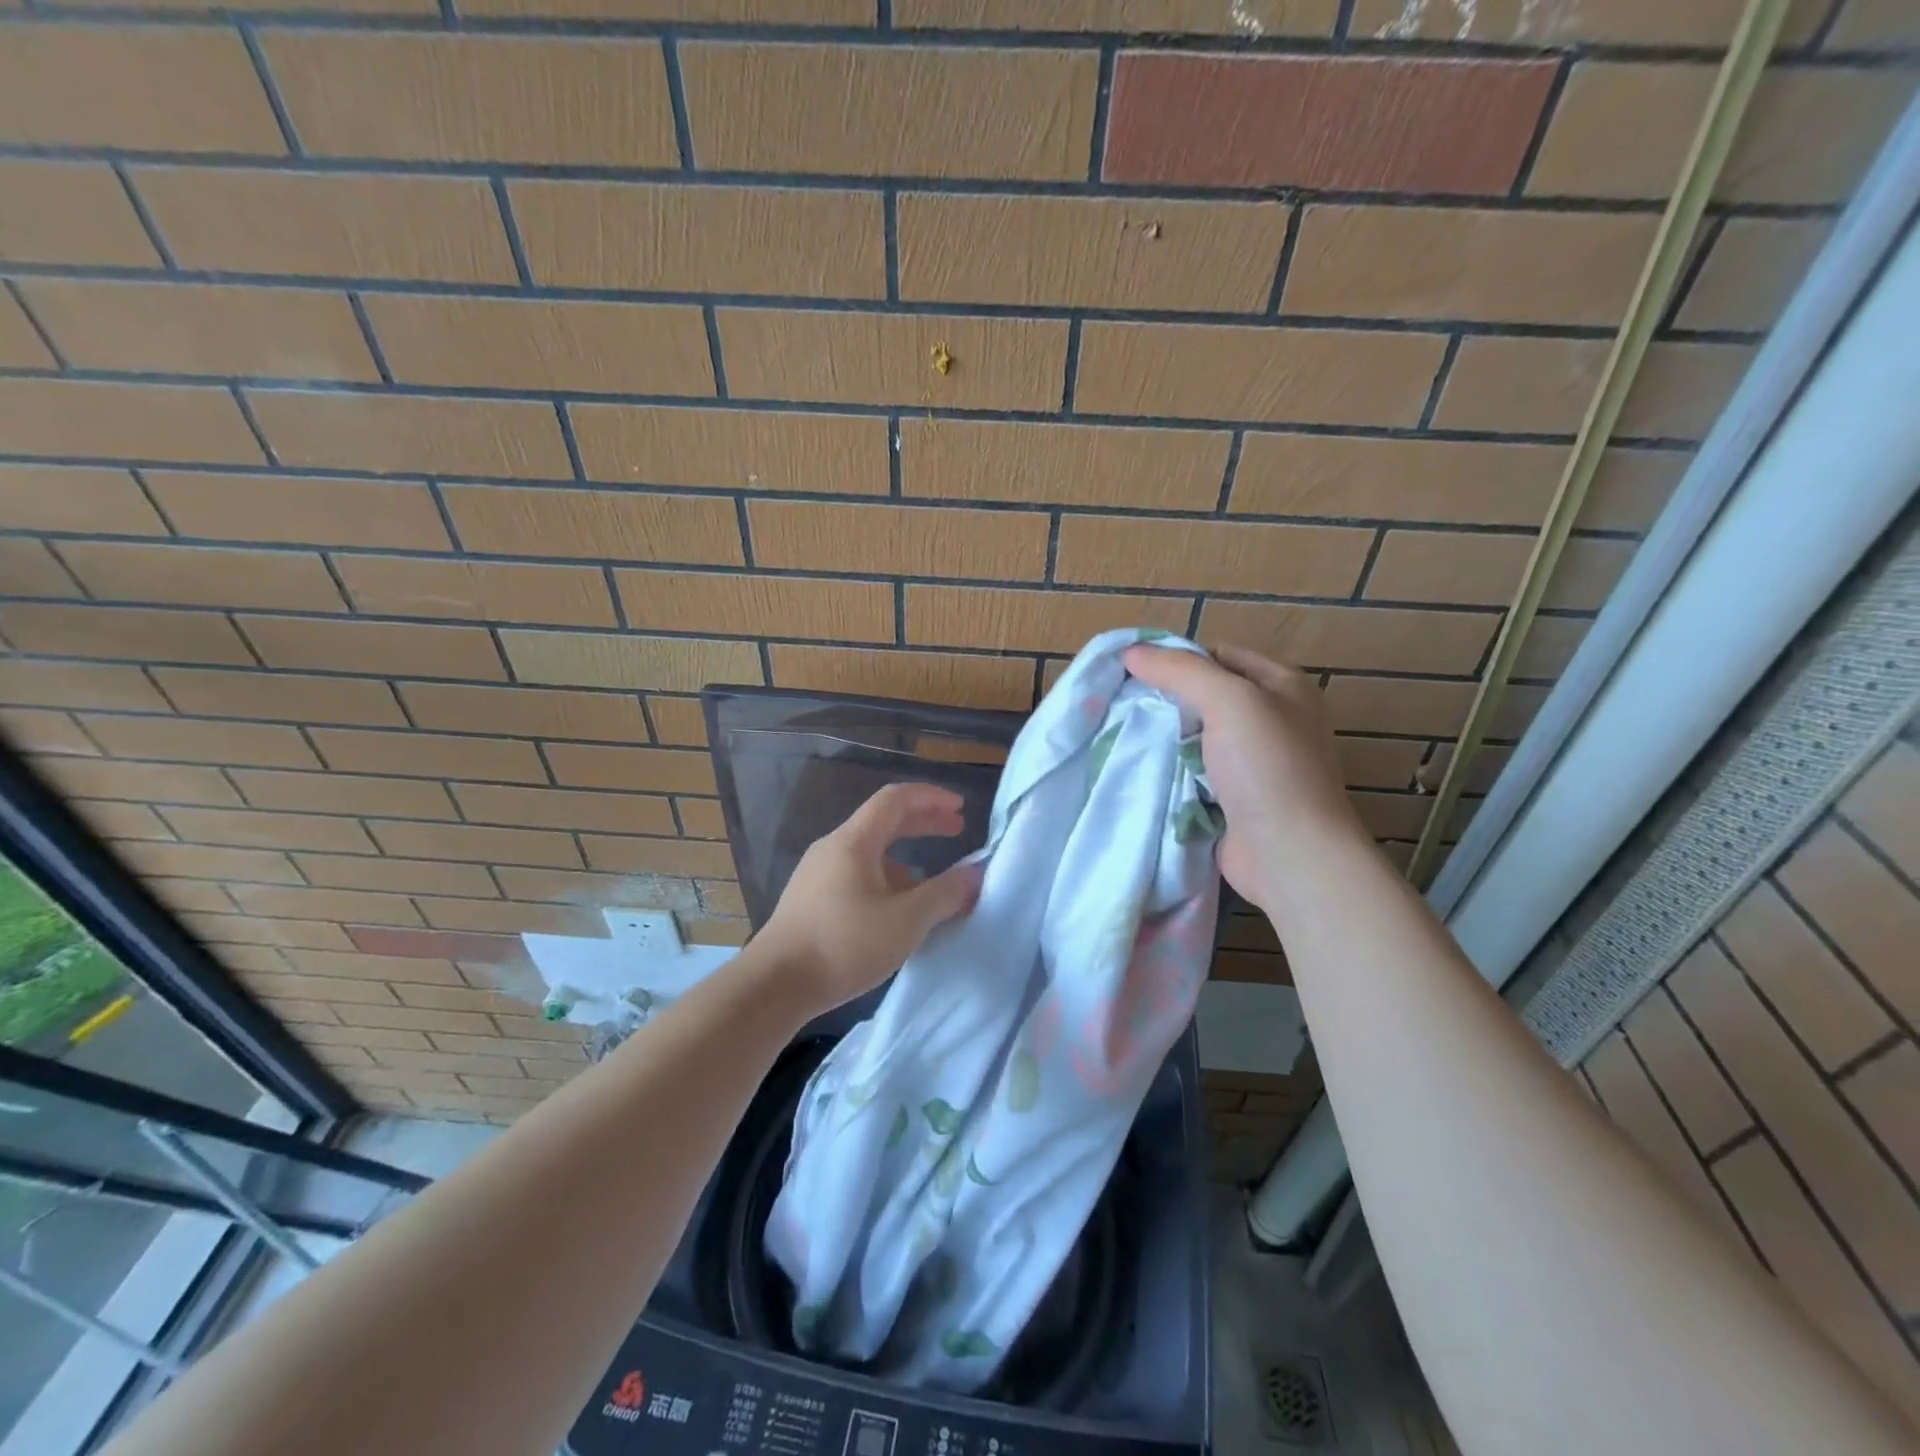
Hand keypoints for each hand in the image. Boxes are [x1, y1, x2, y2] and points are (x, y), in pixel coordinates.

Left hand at [756, 782, 984, 1012]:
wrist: (774, 985)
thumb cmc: (843, 944)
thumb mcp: (906, 921)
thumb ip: (945, 894)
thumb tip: (977, 874)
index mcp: (854, 841)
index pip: (896, 798)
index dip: (931, 797)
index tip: (961, 808)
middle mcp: (833, 848)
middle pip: (883, 821)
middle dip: (923, 823)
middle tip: (956, 831)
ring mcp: (818, 874)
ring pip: (871, 853)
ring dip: (907, 860)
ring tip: (934, 888)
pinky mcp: (811, 900)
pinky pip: (858, 876)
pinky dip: (887, 881)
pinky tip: (898, 915)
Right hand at [1123, 642, 1365, 910]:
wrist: (1290, 855)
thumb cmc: (1267, 769)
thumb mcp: (1229, 701)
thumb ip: (1181, 671)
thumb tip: (1132, 652)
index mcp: (1283, 687)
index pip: (1220, 655)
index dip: (1179, 659)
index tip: (1134, 672)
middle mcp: (1272, 721)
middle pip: (1206, 697)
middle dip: (1166, 700)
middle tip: (1122, 705)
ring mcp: (1254, 765)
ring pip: (1196, 738)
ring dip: (1164, 739)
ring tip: (1123, 736)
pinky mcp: (1235, 800)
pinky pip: (1193, 775)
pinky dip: (1170, 773)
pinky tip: (1140, 773)